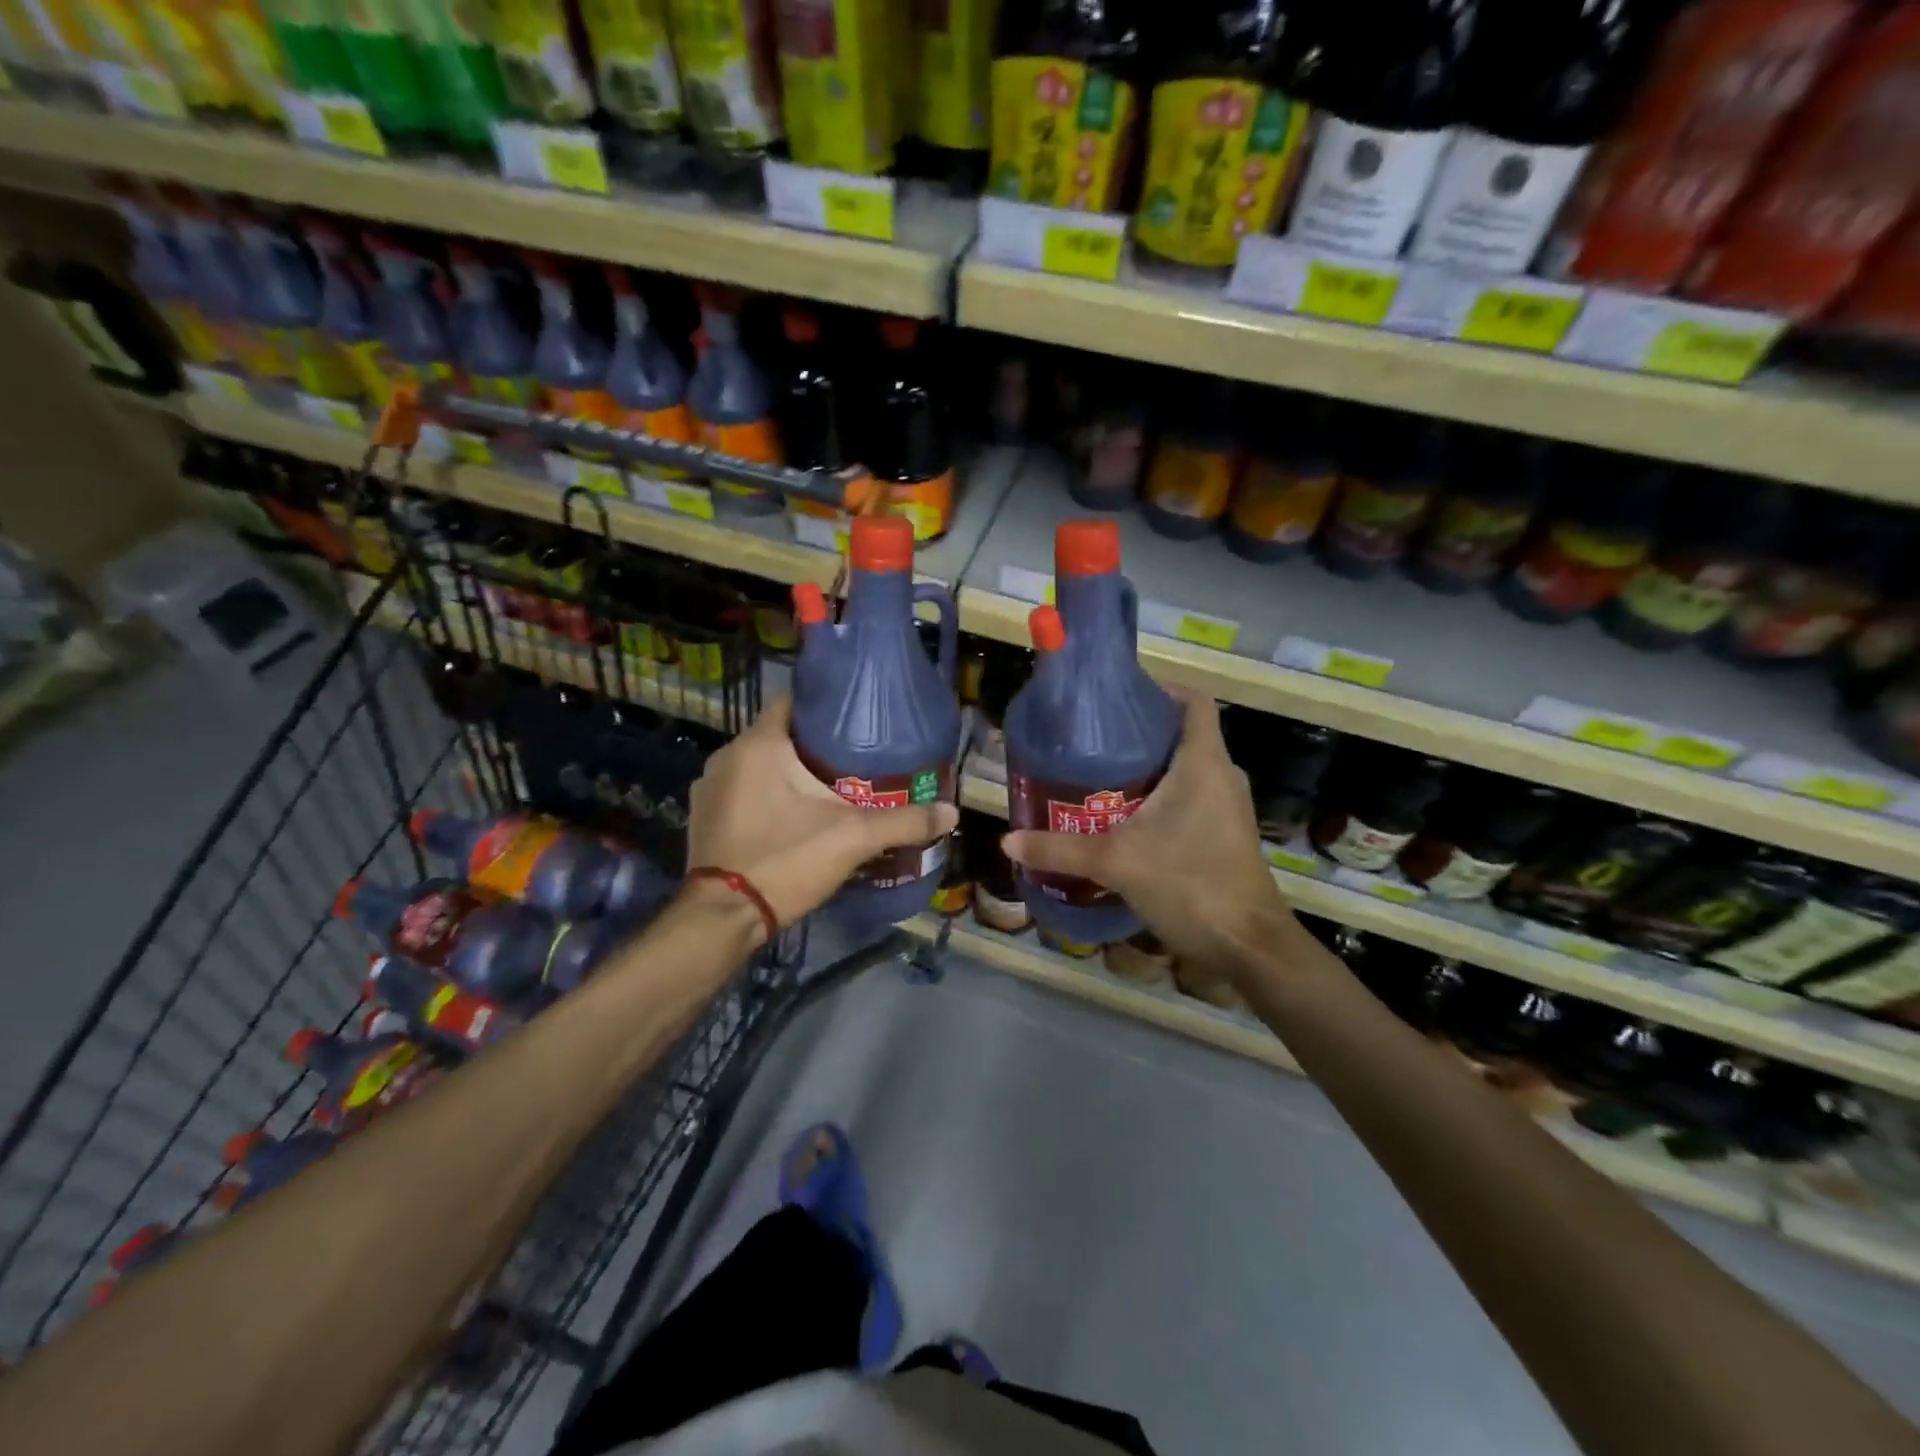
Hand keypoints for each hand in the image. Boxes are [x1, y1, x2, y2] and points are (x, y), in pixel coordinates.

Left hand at [687, 696, 958, 930]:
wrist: (723, 919)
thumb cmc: (785, 860)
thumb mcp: (853, 838)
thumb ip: (904, 821)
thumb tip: (951, 813)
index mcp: (758, 744)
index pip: (790, 701)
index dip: (823, 706)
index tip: (854, 721)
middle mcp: (725, 757)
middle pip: (777, 735)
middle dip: (811, 745)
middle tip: (851, 759)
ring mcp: (709, 788)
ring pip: (757, 765)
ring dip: (786, 772)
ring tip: (825, 788)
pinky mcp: (704, 817)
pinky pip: (741, 791)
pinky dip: (764, 795)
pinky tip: (790, 816)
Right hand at [1002, 691, 1295, 972]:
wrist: (1249, 946)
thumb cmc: (1189, 885)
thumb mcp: (1116, 863)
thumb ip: (1060, 849)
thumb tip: (1008, 839)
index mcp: (1203, 763)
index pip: (1193, 701)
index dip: (1159, 689)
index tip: (1118, 696)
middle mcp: (1222, 776)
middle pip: (1182, 733)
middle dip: (1139, 732)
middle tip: (1091, 739)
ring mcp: (1227, 806)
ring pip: (1187, 767)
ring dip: (1149, 766)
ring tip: (1099, 774)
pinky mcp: (1225, 833)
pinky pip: (1191, 795)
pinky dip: (1161, 794)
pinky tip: (1124, 816)